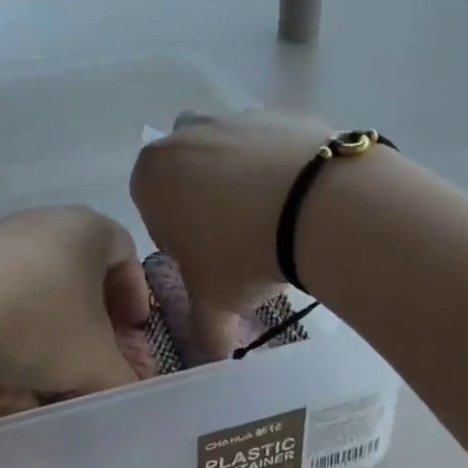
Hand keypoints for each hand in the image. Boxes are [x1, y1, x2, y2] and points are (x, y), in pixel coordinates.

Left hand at [0, 207, 148, 395]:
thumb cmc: (38, 319)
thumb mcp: (92, 361)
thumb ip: (121, 380)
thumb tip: (129, 395)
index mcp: (90, 228)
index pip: (126, 252)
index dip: (135, 294)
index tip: (132, 331)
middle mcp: (51, 220)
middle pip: (84, 266)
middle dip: (94, 313)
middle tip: (94, 351)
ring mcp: (5, 234)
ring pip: (45, 277)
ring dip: (53, 319)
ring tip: (47, 364)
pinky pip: (7, 284)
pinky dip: (16, 316)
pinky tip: (6, 352)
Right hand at [131, 109, 334, 359]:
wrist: (316, 204)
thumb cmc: (241, 252)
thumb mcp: (215, 299)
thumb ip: (203, 326)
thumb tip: (209, 354)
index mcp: (152, 174)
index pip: (152, 204)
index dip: (176, 235)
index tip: (206, 257)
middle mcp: (185, 135)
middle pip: (188, 172)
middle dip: (204, 199)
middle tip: (238, 237)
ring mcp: (233, 117)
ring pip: (228, 150)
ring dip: (241, 177)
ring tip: (276, 216)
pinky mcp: (277, 113)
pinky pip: (270, 142)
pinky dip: (279, 164)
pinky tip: (302, 196)